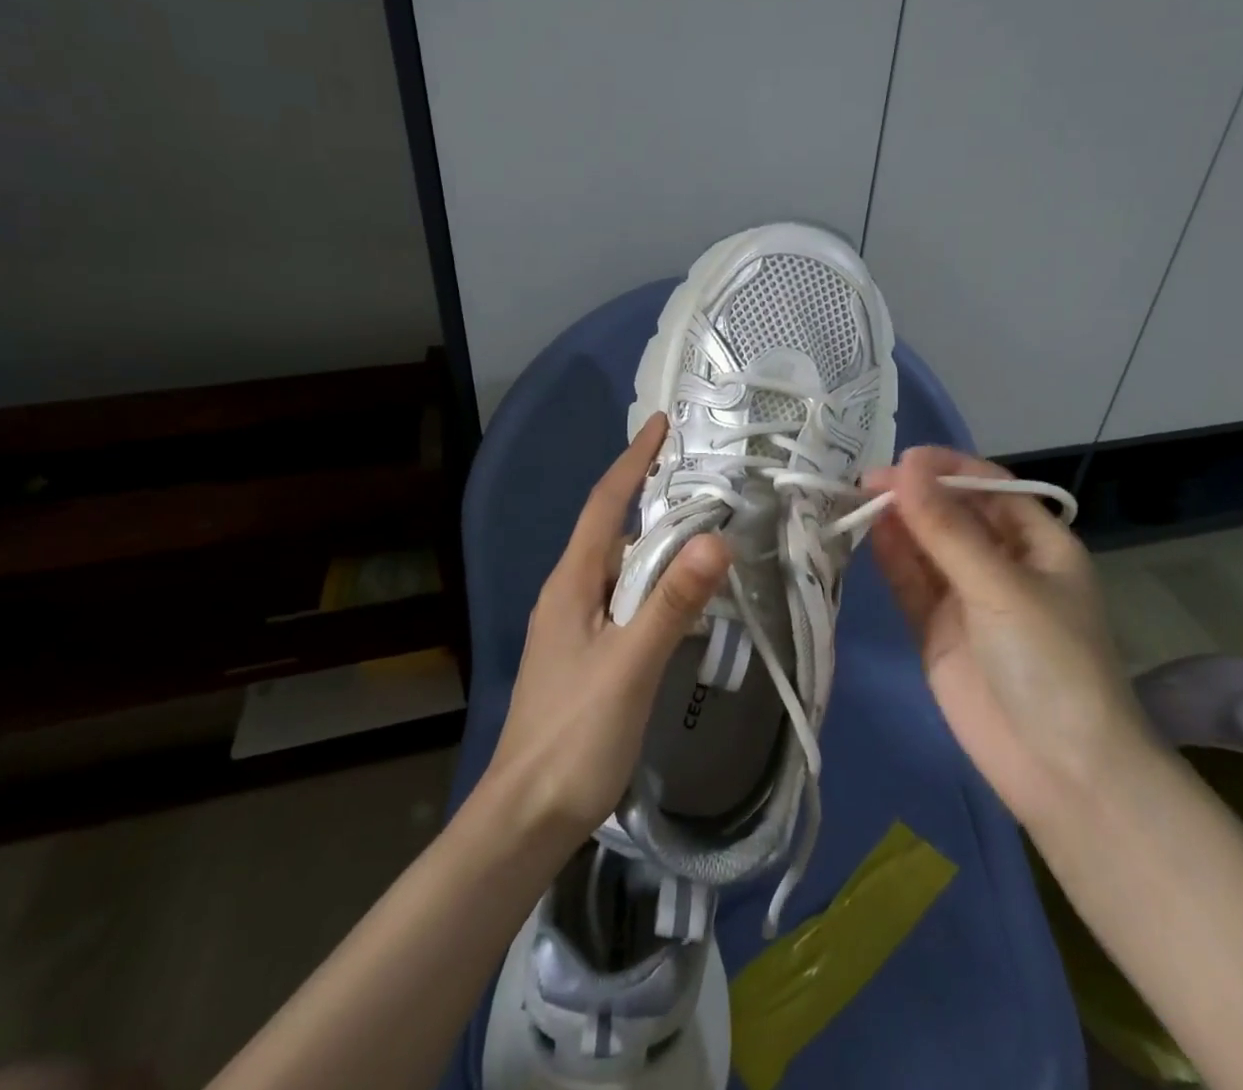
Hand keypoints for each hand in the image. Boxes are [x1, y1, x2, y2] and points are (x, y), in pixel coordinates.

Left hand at [484, 413, 730, 843]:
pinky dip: (655, 579)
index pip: (606, 504)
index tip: (662, 424)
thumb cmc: (573, 736)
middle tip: (701, 473)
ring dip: (655, 539)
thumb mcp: (630, 666)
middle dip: (650, 493)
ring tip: (702, 522)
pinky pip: (624, 596)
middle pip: (612, 529)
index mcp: (571, 583)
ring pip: (620, 565)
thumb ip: (672, 603)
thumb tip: (717, 538)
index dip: (633, 460)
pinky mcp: (586, 653)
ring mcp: (574, 625)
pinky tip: (681, 592)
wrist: (525, 818)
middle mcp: (569, 593)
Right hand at [865, 446, 1146, 825]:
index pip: (989, 487)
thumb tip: (904, 467)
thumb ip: (947, 530)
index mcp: (1038, 544)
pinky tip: (869, 535)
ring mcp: (967, 599)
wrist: (1061, 771)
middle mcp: (1002, 564)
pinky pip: (911, 584)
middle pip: (953, 515)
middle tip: (865, 481)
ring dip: (897, 523)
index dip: (948, 467)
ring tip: (856, 500)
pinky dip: (891, 560)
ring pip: (926, 548)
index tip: (903, 458)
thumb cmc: (1051, 662)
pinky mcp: (937, 630)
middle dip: (915, 495)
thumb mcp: (1002, 587)